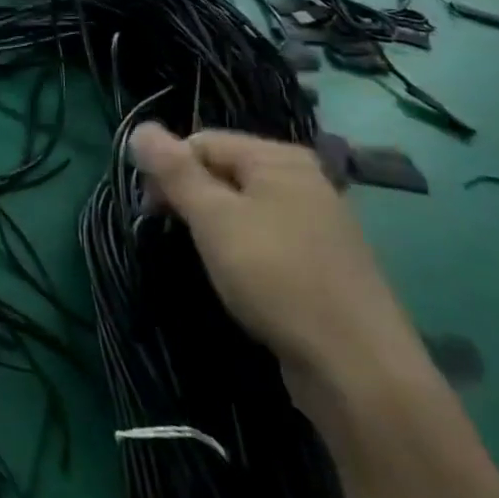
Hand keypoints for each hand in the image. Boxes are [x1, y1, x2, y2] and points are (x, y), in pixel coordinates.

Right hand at [129, 125, 428, 417]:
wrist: (358, 369)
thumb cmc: (277, 278)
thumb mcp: (213, 218)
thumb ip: (174, 171)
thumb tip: (140, 128)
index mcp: (279, 158)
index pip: (202, 141)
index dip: (169, 169)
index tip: (152, 210)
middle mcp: (303, 180)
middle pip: (224, 171)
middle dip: (190, 197)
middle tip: (171, 233)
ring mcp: (318, 223)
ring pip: (244, 208)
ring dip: (214, 227)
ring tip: (204, 259)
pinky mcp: (323, 263)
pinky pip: (266, 238)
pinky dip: (243, 250)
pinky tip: (239, 279)